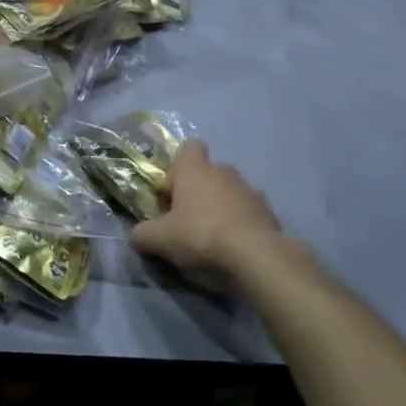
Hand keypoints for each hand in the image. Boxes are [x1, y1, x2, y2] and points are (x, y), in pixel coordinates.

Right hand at [130, 141, 315, 286]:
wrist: (257, 258)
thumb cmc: (201, 236)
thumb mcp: (159, 240)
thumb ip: (142, 234)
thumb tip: (135, 236)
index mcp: (195, 170)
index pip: (189, 147)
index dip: (177, 167)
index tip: (172, 192)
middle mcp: (224, 172)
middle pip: (208, 173)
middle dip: (198, 192)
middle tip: (187, 220)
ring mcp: (251, 192)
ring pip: (230, 193)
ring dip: (221, 209)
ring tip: (214, 239)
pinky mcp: (270, 214)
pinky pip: (249, 214)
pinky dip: (242, 226)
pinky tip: (235, 250)